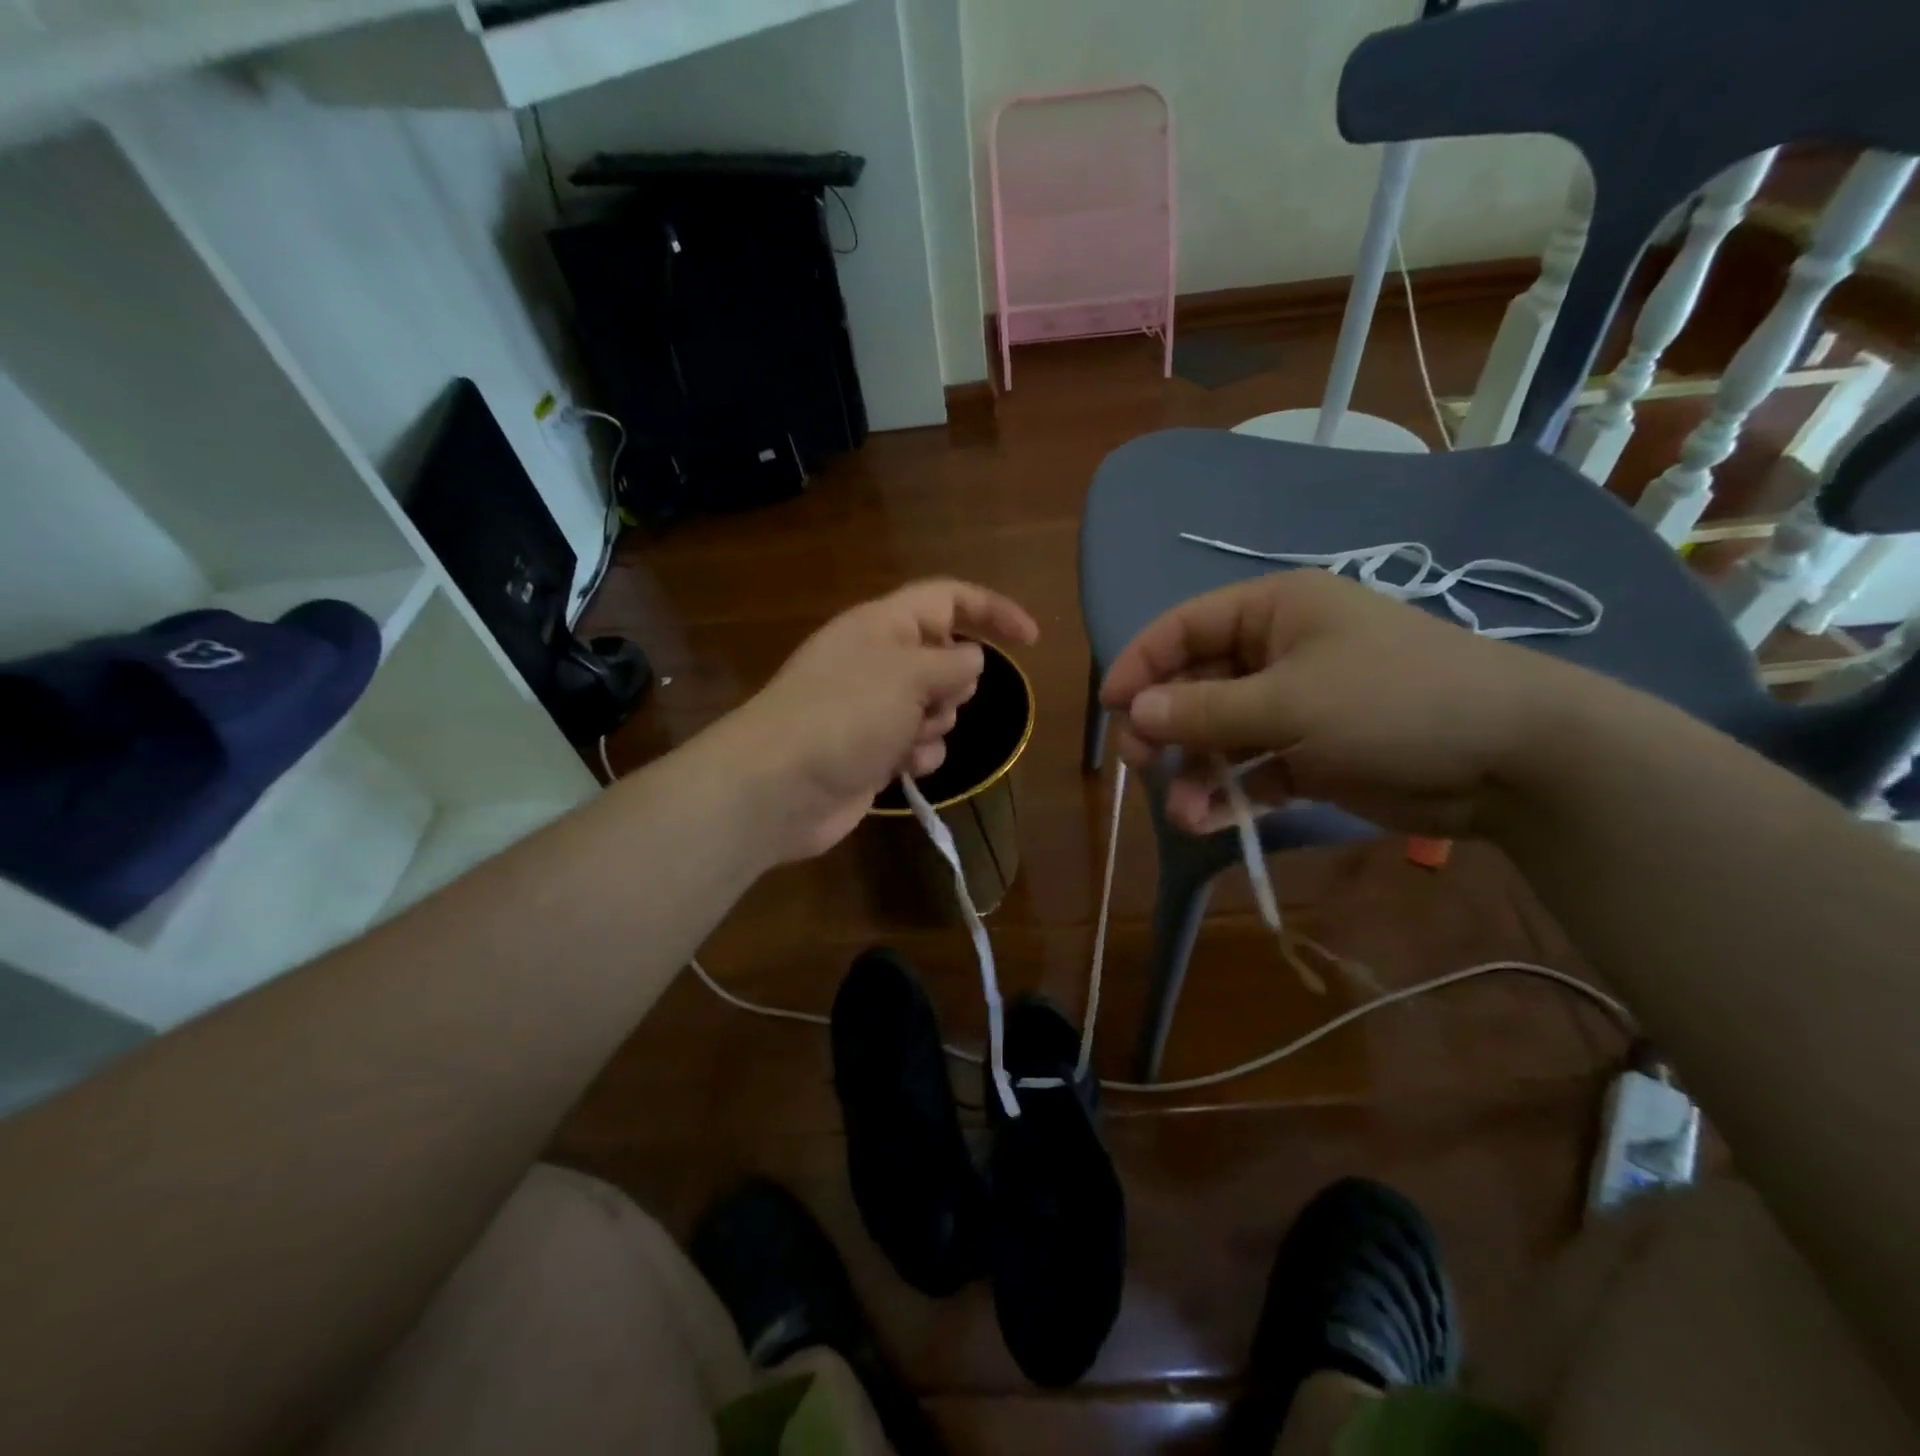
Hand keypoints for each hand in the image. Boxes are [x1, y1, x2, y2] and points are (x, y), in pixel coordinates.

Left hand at [716, 579, 1039, 861]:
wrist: (780, 786)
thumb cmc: (844, 714)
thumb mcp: (908, 674)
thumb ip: (952, 662)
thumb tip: (971, 660)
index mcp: (884, 625)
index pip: (949, 599)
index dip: (993, 611)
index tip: (1033, 640)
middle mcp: (879, 660)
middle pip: (945, 659)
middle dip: (956, 685)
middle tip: (933, 703)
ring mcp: (873, 708)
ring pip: (936, 708)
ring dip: (936, 725)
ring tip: (908, 739)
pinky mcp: (871, 750)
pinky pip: (917, 745)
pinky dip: (917, 755)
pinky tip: (900, 767)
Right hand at [1100, 568, 1597, 836]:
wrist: (1513, 760)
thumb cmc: (1393, 702)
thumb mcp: (1289, 702)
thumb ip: (1204, 709)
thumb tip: (1133, 711)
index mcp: (1273, 611)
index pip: (1185, 627)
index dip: (1141, 663)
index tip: (1109, 708)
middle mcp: (1278, 652)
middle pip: (1196, 683)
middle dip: (1165, 726)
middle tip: (1142, 763)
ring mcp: (1295, 705)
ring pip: (1220, 734)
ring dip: (1195, 772)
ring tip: (1181, 811)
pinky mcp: (1311, 753)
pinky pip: (1252, 769)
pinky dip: (1229, 794)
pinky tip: (1208, 821)